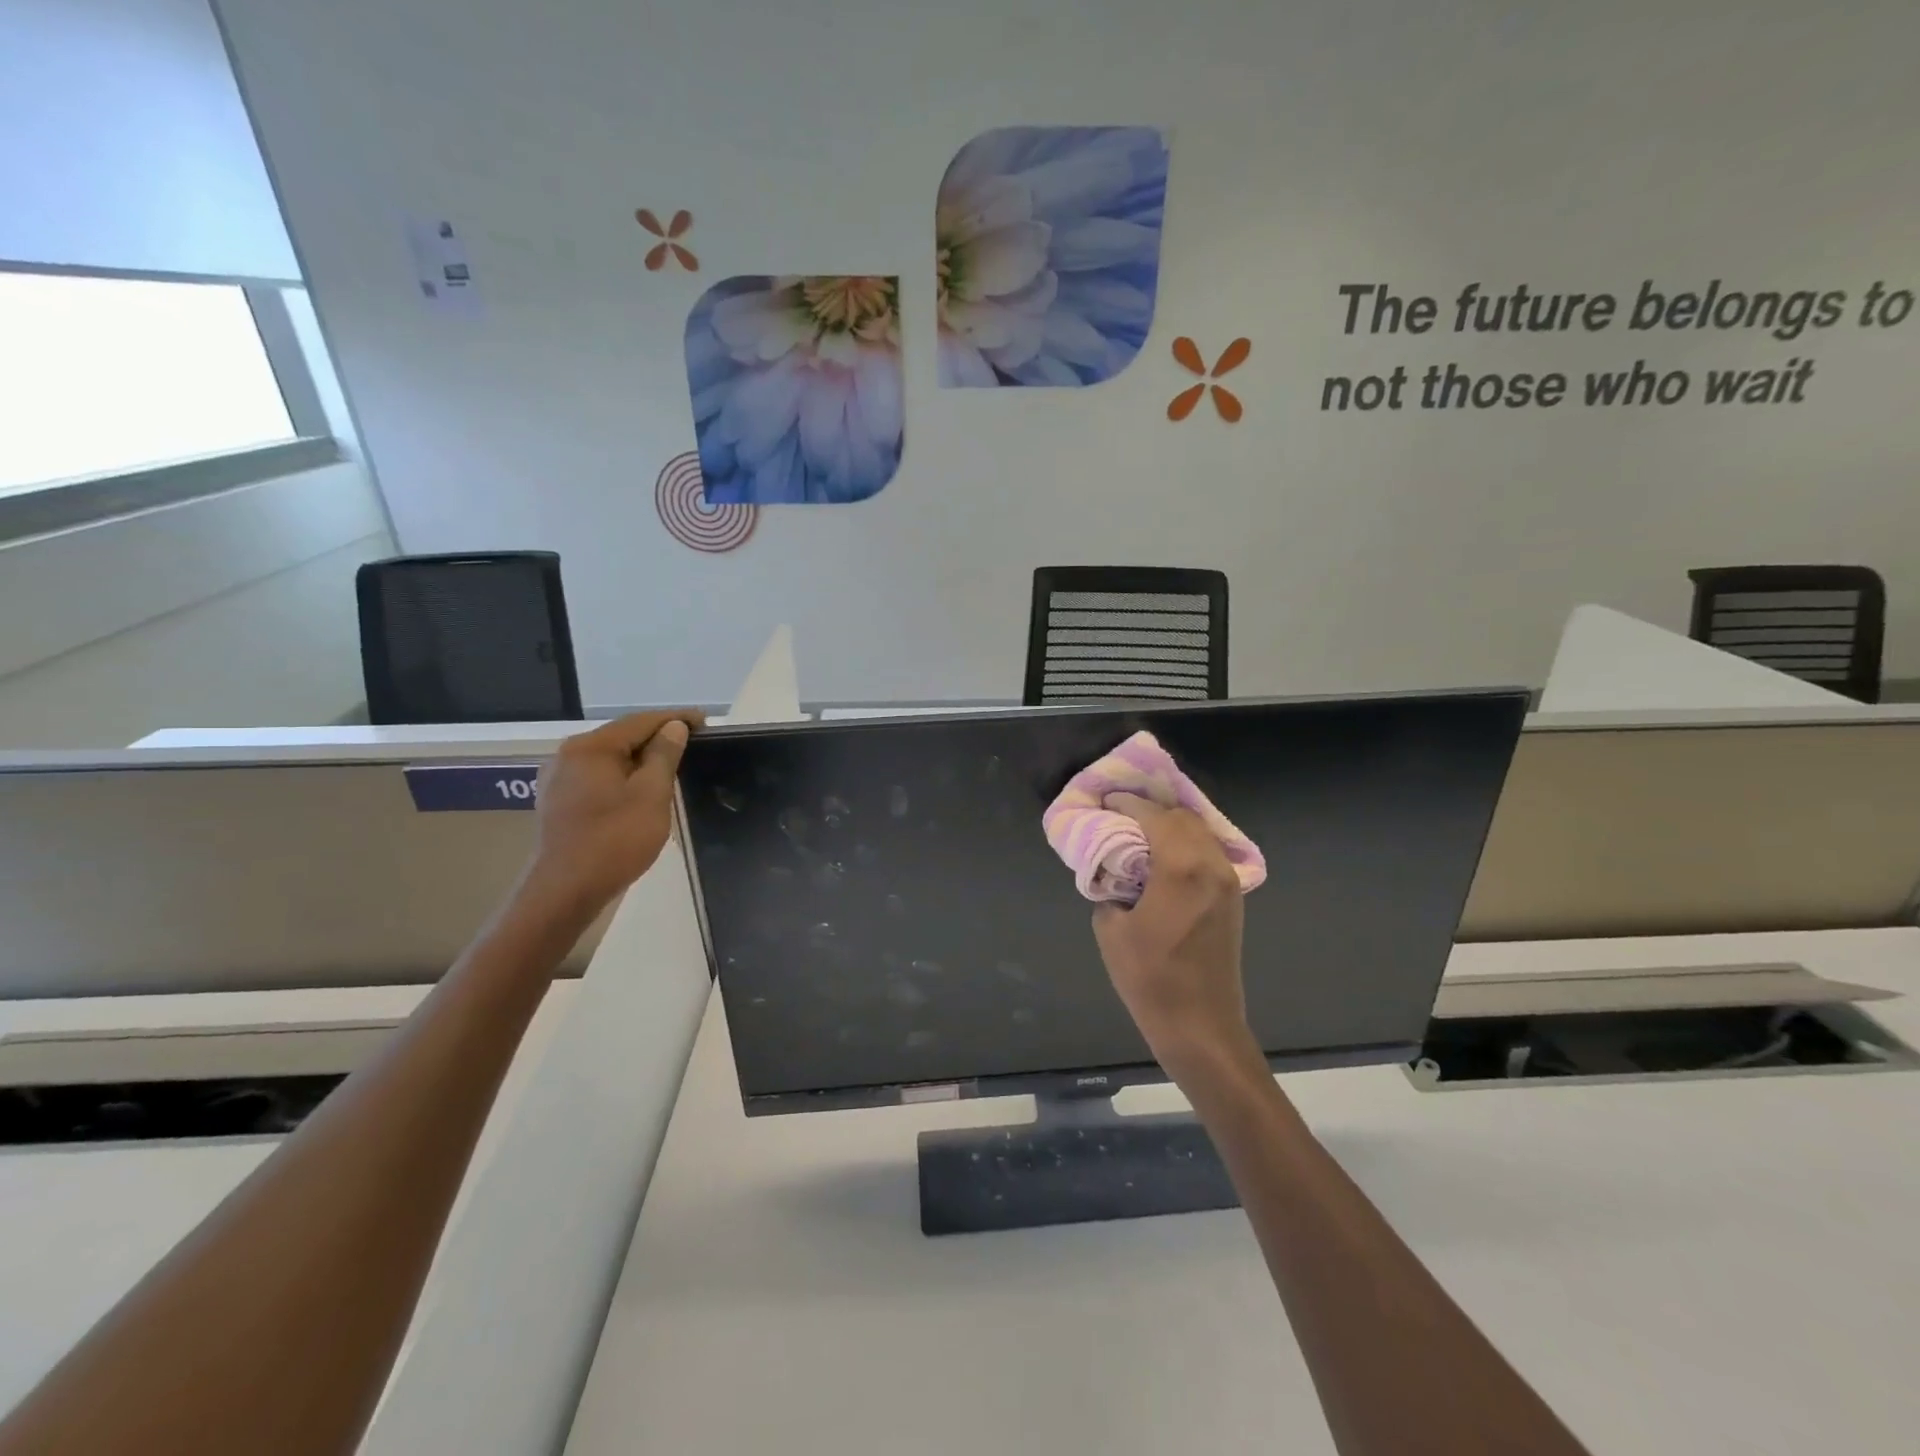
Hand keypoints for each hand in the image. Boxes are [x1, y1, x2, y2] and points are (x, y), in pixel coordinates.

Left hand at [522, 710, 703, 917]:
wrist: (565, 892)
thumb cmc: (614, 840)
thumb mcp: (651, 794)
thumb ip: (664, 755)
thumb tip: (674, 727)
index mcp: (591, 747)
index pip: (640, 721)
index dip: (675, 718)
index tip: (705, 722)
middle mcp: (568, 755)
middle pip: (622, 737)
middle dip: (658, 738)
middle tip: (693, 744)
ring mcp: (559, 779)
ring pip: (610, 758)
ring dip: (641, 759)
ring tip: (672, 766)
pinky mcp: (559, 802)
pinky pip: (599, 777)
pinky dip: (624, 776)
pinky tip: (640, 790)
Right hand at [1091, 793, 1262, 1081]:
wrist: (1201, 1026)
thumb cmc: (1150, 978)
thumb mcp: (1111, 928)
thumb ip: (1110, 888)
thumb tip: (1115, 873)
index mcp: (1181, 867)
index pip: (1153, 816)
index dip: (1127, 804)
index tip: (1106, 801)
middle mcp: (1211, 864)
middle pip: (1182, 817)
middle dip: (1151, 810)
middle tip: (1120, 817)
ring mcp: (1228, 882)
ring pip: (1200, 833)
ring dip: (1171, 827)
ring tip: (1140, 834)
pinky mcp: (1234, 899)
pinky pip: (1209, 854)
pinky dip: (1186, 845)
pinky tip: (1164, 858)